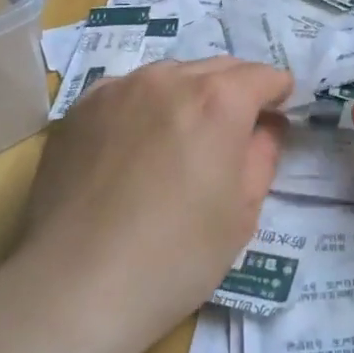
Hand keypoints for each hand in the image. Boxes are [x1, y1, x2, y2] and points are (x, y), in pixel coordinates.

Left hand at [15, 57, 292, 352]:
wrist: (74, 285)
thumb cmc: (175, 257)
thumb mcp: (242, 214)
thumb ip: (262, 156)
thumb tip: (266, 126)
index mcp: (218, 101)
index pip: (262, 75)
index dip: (278, 93)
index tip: (279, 114)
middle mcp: (169, 79)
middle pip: (217, 67)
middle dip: (236, 90)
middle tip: (236, 130)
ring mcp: (118, 88)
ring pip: (170, 76)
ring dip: (188, 95)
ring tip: (182, 138)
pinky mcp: (80, 107)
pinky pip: (127, 92)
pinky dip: (144, 106)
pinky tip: (135, 146)